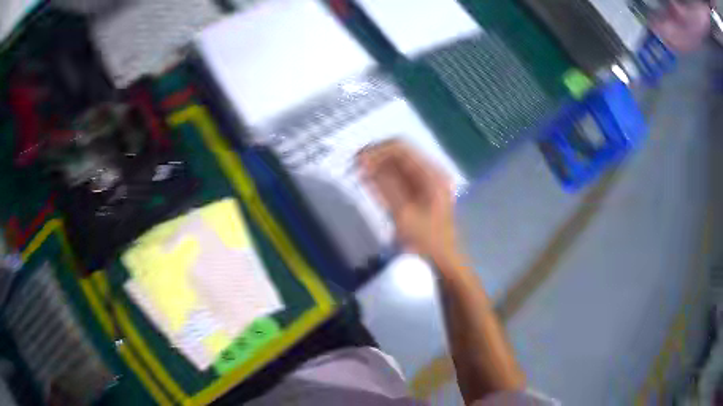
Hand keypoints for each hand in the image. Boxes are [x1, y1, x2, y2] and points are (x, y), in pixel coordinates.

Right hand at [357, 140, 456, 262]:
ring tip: (360, 176)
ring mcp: (428, 181)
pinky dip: (385, 178)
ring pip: (399, 164)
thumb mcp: (402, 213)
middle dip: (376, 157)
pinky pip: (401, 176)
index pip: (400, 148)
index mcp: (431, 173)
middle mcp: (432, 171)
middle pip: (400, 152)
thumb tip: (363, 161)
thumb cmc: (425, 241)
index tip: (356, 162)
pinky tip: (373, 185)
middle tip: (355, 168)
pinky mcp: (423, 191)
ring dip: (379, 167)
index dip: (376, 151)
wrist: (443, 263)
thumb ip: (383, 184)